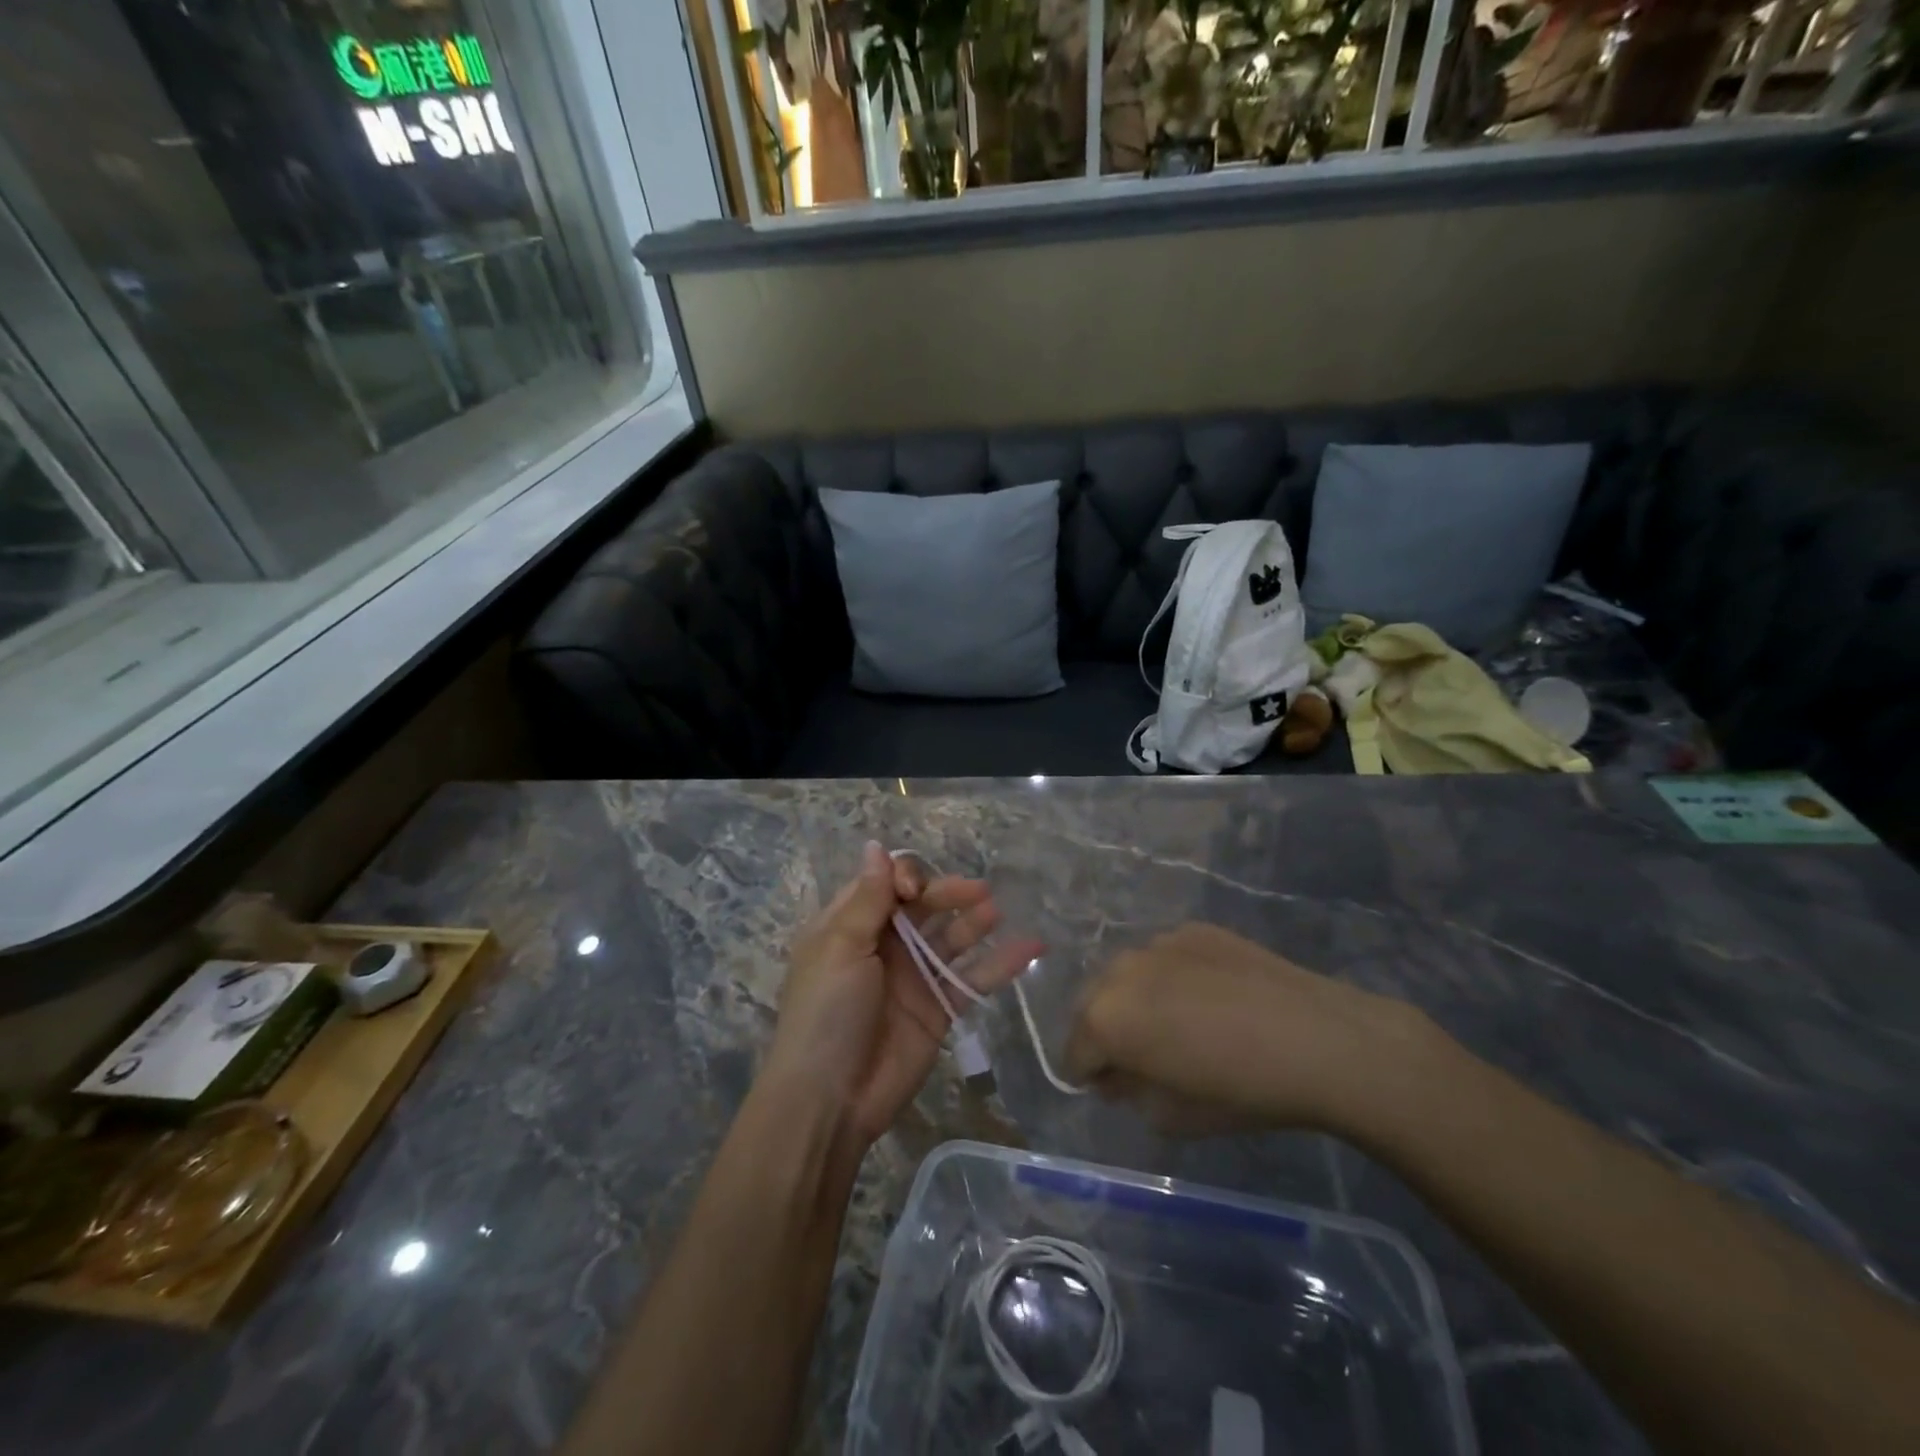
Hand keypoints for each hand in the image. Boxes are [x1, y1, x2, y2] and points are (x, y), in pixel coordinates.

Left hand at [767, 842, 1042, 1150]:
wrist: (831, 1099)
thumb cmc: (827, 1012)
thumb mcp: (840, 947)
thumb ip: (867, 899)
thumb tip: (876, 846)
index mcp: (852, 925)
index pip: (886, 884)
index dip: (907, 878)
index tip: (917, 893)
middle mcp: (885, 945)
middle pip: (924, 907)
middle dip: (949, 894)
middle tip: (980, 892)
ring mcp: (915, 977)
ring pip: (952, 938)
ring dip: (975, 921)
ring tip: (997, 910)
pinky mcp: (940, 1009)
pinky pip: (973, 978)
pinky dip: (1001, 963)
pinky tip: (1030, 948)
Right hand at [1065, 923, 1436, 1136]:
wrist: (1316, 1039)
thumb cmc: (1241, 1091)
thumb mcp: (1172, 1115)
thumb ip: (1129, 1092)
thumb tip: (1119, 1075)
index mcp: (1106, 1019)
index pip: (1074, 1052)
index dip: (1089, 1076)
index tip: (1116, 1088)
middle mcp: (1120, 970)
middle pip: (1092, 1005)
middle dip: (1104, 1032)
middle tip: (1142, 1057)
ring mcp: (1157, 942)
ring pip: (1126, 974)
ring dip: (1134, 999)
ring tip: (1177, 1023)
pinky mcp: (1192, 929)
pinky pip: (1163, 957)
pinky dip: (1168, 977)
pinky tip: (1209, 999)